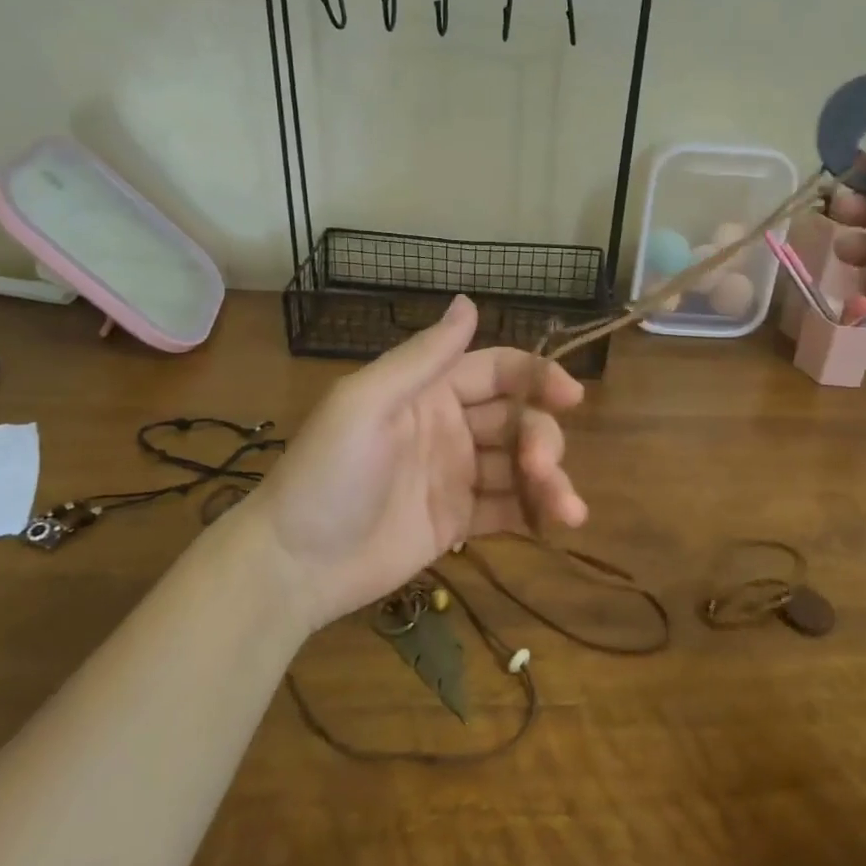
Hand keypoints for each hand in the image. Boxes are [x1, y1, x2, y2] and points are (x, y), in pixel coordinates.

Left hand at [249, 295, 587, 630]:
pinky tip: (556, 524)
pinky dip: (536, 513)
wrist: (294, 564)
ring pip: (520, 467)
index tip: (572, 395)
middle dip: (541, 439)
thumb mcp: (366, 403)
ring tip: (568, 512)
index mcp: (429, 391)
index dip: (538, 376)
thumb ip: (422, 358)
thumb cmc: (327, 473)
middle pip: (517, 420)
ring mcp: (456, 476)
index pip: (497, 371)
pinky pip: (508, 509)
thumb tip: (468, 300)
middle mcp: (450, 427)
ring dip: (550, 481)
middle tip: (542, 467)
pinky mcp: (459, 522)